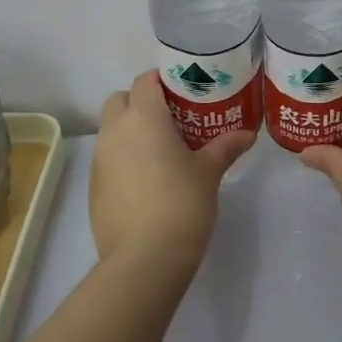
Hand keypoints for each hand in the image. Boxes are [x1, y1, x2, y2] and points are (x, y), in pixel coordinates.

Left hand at [90, 70, 254, 273]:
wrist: (144, 260)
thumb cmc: (181, 205)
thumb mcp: (209, 173)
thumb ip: (226, 147)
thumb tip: (247, 134)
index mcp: (144, 118)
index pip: (145, 80)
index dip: (163, 80)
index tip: (185, 91)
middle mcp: (115, 131)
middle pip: (121, 99)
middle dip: (142, 101)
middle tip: (172, 118)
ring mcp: (100, 159)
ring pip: (111, 128)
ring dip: (131, 129)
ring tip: (162, 149)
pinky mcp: (94, 186)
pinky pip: (107, 157)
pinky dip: (123, 156)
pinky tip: (147, 179)